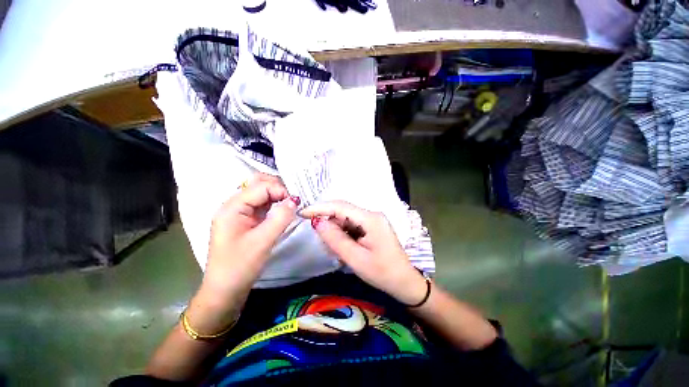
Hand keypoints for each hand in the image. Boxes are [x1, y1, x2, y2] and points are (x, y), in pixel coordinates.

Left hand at [188, 173, 297, 332]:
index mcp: (232, 207)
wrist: (225, 291)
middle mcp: (234, 206)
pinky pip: (262, 206)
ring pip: (261, 194)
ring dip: (278, 195)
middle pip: (258, 185)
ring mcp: (240, 213)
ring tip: (293, 203)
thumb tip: (295, 200)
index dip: (280, 190)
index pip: (260, 187)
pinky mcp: (246, 221)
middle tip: (295, 199)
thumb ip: (280, 218)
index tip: (297, 202)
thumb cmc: (239, 267)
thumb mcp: (262, 241)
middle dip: (278, 188)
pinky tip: (284, 209)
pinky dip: (275, 204)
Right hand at [300, 201, 426, 305]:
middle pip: (343, 211)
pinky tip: (341, 244)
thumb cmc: (382, 273)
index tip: (302, 213)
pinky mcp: (372, 227)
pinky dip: (343, 232)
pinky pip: (352, 224)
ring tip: (330, 245)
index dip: (320, 208)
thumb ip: (335, 239)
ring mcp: (373, 220)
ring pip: (346, 218)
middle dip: (327, 220)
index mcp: (370, 219)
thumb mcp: (355, 258)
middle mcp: (372, 214)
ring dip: (335, 228)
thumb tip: (317, 222)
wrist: (404, 282)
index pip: (340, 206)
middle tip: (316, 235)